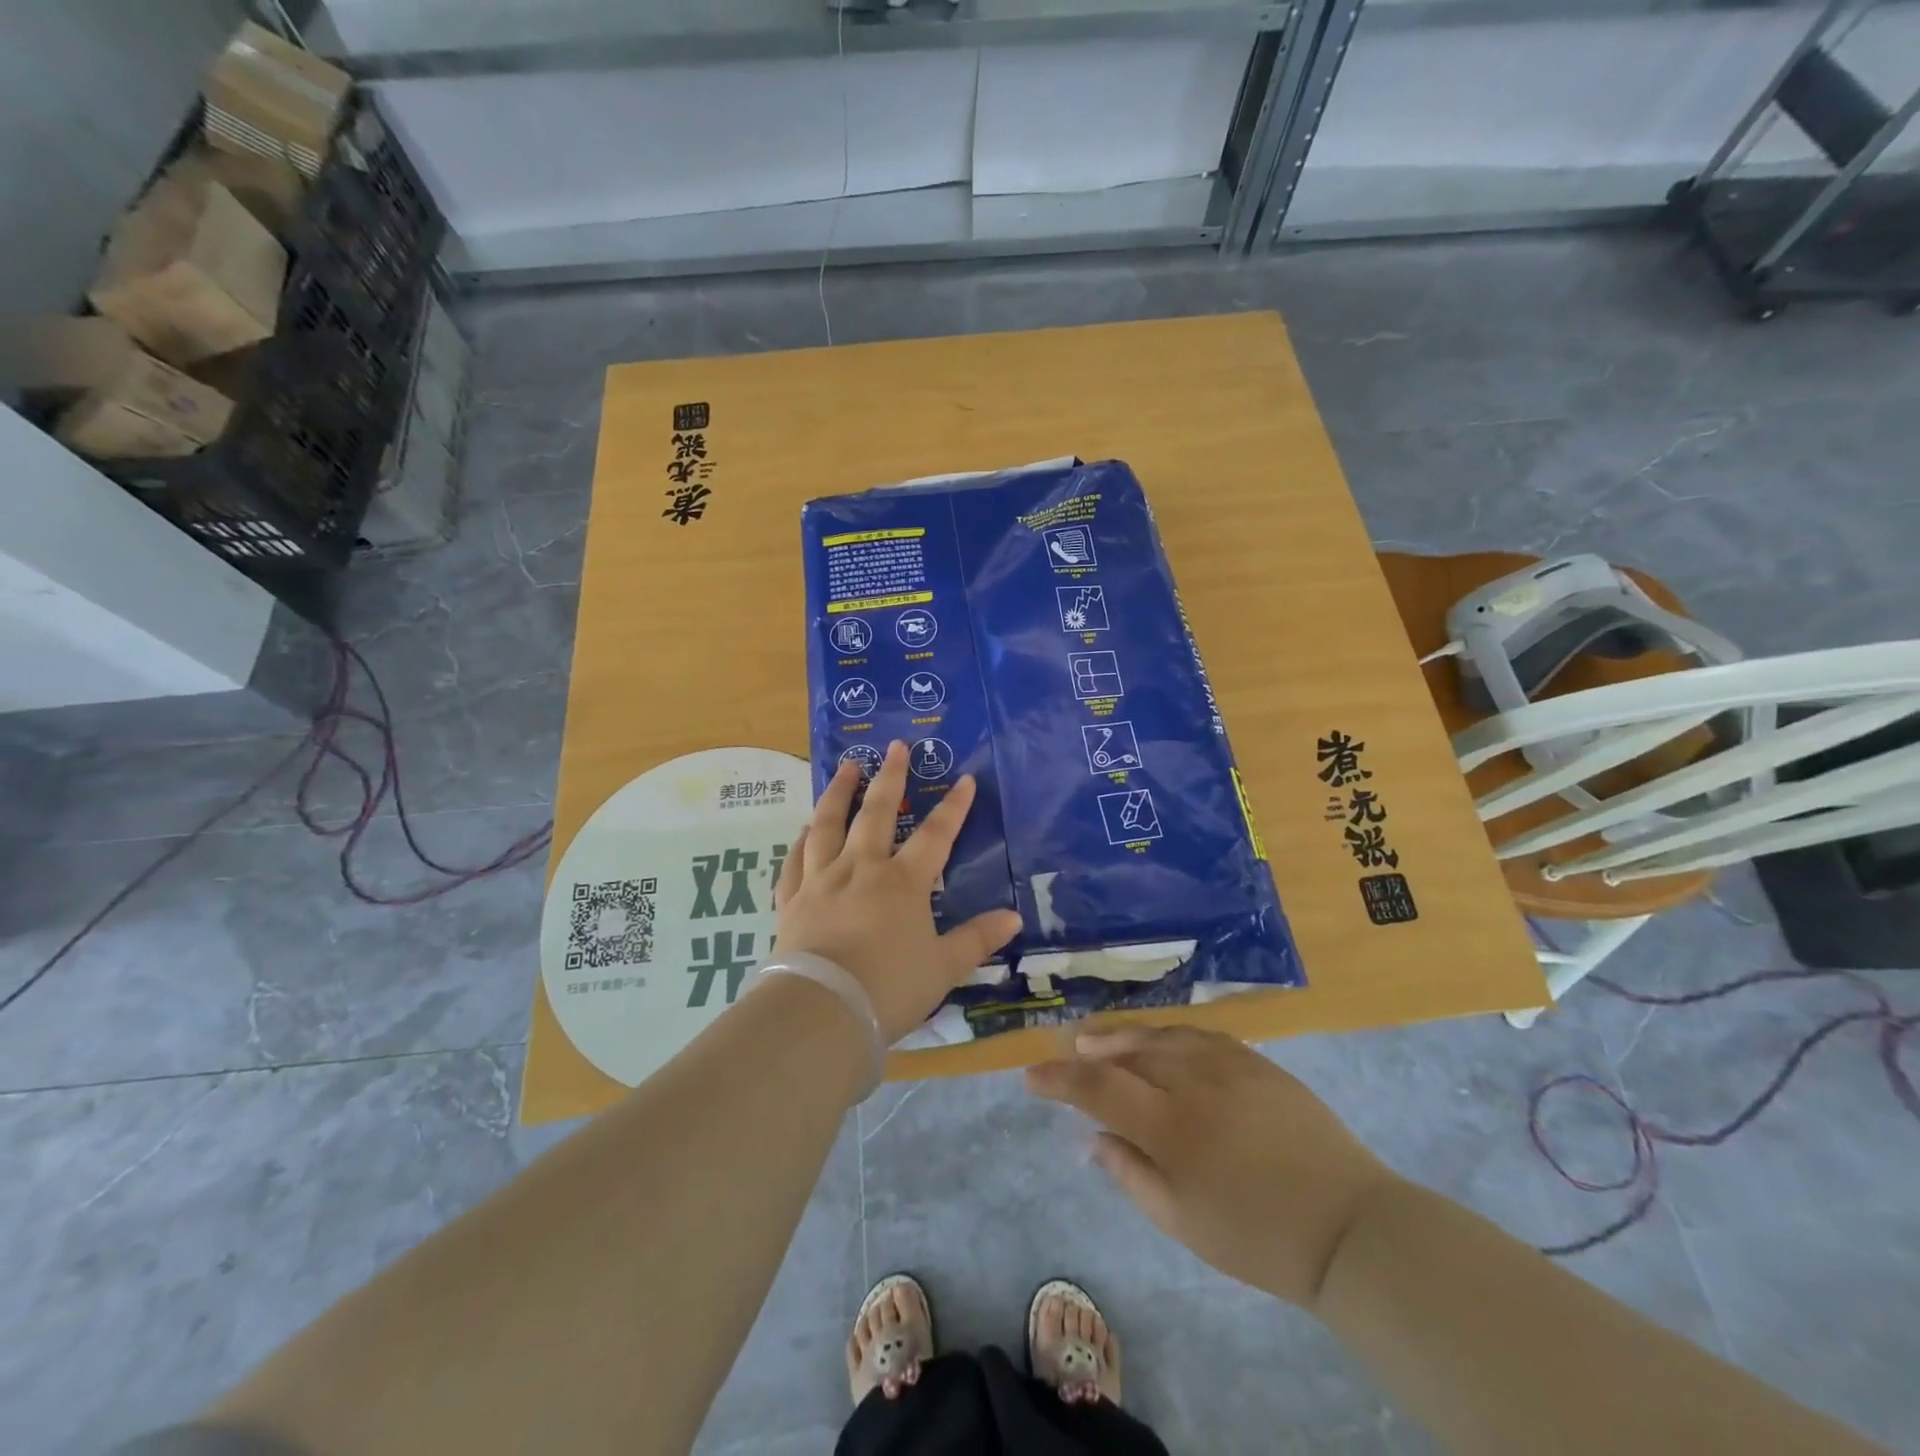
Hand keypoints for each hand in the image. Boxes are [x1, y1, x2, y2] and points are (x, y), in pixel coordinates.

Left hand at [774, 740, 1021, 1041]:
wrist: (821, 1009)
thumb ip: (976, 939)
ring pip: (829, 825)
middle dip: (890, 777)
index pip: (936, 835)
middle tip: (895, 746)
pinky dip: (801, 841)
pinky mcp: (792, 900)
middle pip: (877, 813)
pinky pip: (796, 861)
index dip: (954, 807)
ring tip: (846, 767)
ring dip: (839, 793)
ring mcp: (822, 881)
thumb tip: (1013, 918)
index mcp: (903, 882)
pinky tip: (804, 830)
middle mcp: (862, 869)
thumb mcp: (944, 968)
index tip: (965, 780)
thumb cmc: (889, 988)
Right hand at [1026, 1025, 1399, 1308]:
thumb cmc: (1259, 1238)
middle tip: (1068, 1046)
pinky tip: (1161, 1040)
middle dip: (1090, 1048)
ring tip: (1102, 1037)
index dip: (1059, 1080)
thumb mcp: (1184, 1222)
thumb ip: (1131, 1174)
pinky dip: (1169, 1035)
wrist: (1349, 1225)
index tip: (1031, 1076)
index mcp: (1171, 1125)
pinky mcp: (1256, 1061)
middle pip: (1127, 1051)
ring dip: (1126, 1035)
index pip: (1098, 1088)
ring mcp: (1228, 1064)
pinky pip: (1198, 1034)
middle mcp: (1192, 1080)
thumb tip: (1096, 1137)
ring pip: (1161, 1035)